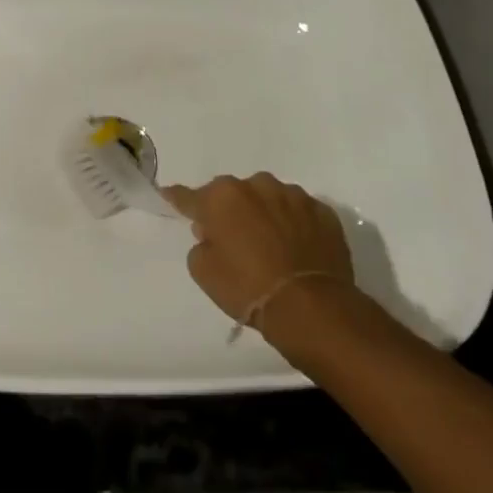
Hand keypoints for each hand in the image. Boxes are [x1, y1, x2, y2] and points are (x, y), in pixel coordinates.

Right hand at [161, 173, 361, 353]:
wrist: (311, 307)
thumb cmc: (247, 288)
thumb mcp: (204, 272)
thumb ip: (200, 244)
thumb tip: (211, 234)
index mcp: (222, 197)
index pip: (189, 196)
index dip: (178, 199)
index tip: (169, 195)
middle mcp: (257, 186)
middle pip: (233, 194)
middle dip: (229, 210)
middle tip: (231, 238)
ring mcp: (293, 196)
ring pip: (269, 199)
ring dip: (263, 214)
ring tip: (269, 244)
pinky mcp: (323, 211)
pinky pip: (299, 213)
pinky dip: (293, 225)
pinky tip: (295, 248)